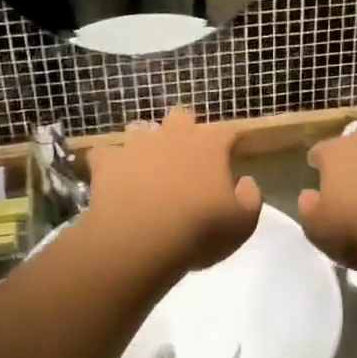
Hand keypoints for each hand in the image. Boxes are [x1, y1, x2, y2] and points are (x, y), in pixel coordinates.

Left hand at [80, 107, 261, 279]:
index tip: (236, 148)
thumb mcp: (242, 223)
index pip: (229, 132)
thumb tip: (245, 181)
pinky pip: (105, 154)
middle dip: (186, 130)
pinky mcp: (107, 161)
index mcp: (210, 146)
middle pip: (182, 117)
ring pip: (142, 129)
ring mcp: (137, 145)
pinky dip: (109, 163)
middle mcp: (174, 135)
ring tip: (147, 165)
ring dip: (147, 143)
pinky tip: (111, 176)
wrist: (140, 240)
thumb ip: (251, 197)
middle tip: (187, 155)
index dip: (233, 139)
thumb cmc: (199, 231)